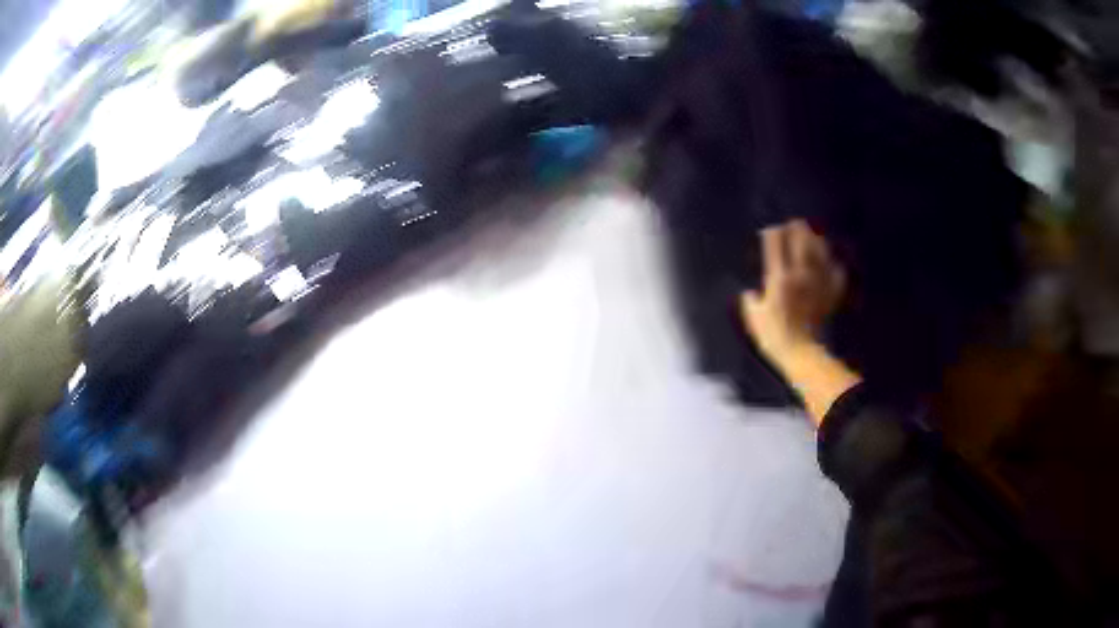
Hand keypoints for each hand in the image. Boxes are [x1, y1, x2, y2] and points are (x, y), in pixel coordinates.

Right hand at [740, 219, 844, 366]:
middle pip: (801, 242)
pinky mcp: (829, 294)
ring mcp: (817, 283)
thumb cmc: (773, 335)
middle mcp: (800, 274)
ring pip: (820, 253)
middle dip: (797, 230)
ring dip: (816, 241)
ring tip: (814, 235)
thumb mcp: (754, 318)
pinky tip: (833, 264)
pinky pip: (835, 275)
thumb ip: (751, 301)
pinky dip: (834, 266)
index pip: (775, 246)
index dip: (772, 234)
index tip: (770, 229)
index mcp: (779, 277)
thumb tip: (750, 293)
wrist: (801, 352)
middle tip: (795, 223)